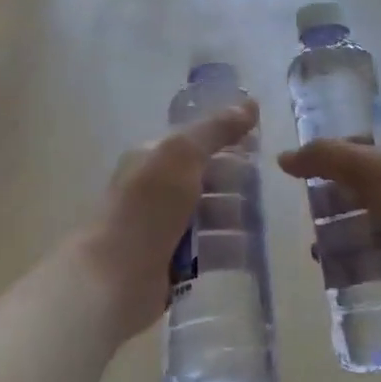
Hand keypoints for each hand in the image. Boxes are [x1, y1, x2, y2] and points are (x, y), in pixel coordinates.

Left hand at [77, 100, 258, 337]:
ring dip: (235, 216)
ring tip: (263, 222)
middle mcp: (156, 189)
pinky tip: (251, 251)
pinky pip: (208, 250)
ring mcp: (164, 229)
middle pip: (205, 179)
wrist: (114, 278)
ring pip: (209, 216)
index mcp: (153, 157)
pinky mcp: (173, 264)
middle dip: (235, 182)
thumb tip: (251, 103)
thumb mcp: (182, 155)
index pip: (196, 142)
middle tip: (266, 188)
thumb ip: (216, 130)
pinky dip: (229, 248)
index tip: (261, 147)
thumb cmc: (147, 207)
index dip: (227, 141)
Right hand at [277, 134, 380, 329]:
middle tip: (309, 212)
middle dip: (332, 199)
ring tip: (316, 248)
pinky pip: (377, 255)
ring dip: (339, 233)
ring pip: (366, 221)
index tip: (303, 171)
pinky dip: (355, 260)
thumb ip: (325, 157)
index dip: (333, 154)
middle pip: (360, 185)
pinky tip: (334, 270)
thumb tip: (283, 159)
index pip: (362, 143)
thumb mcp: (369, 168)